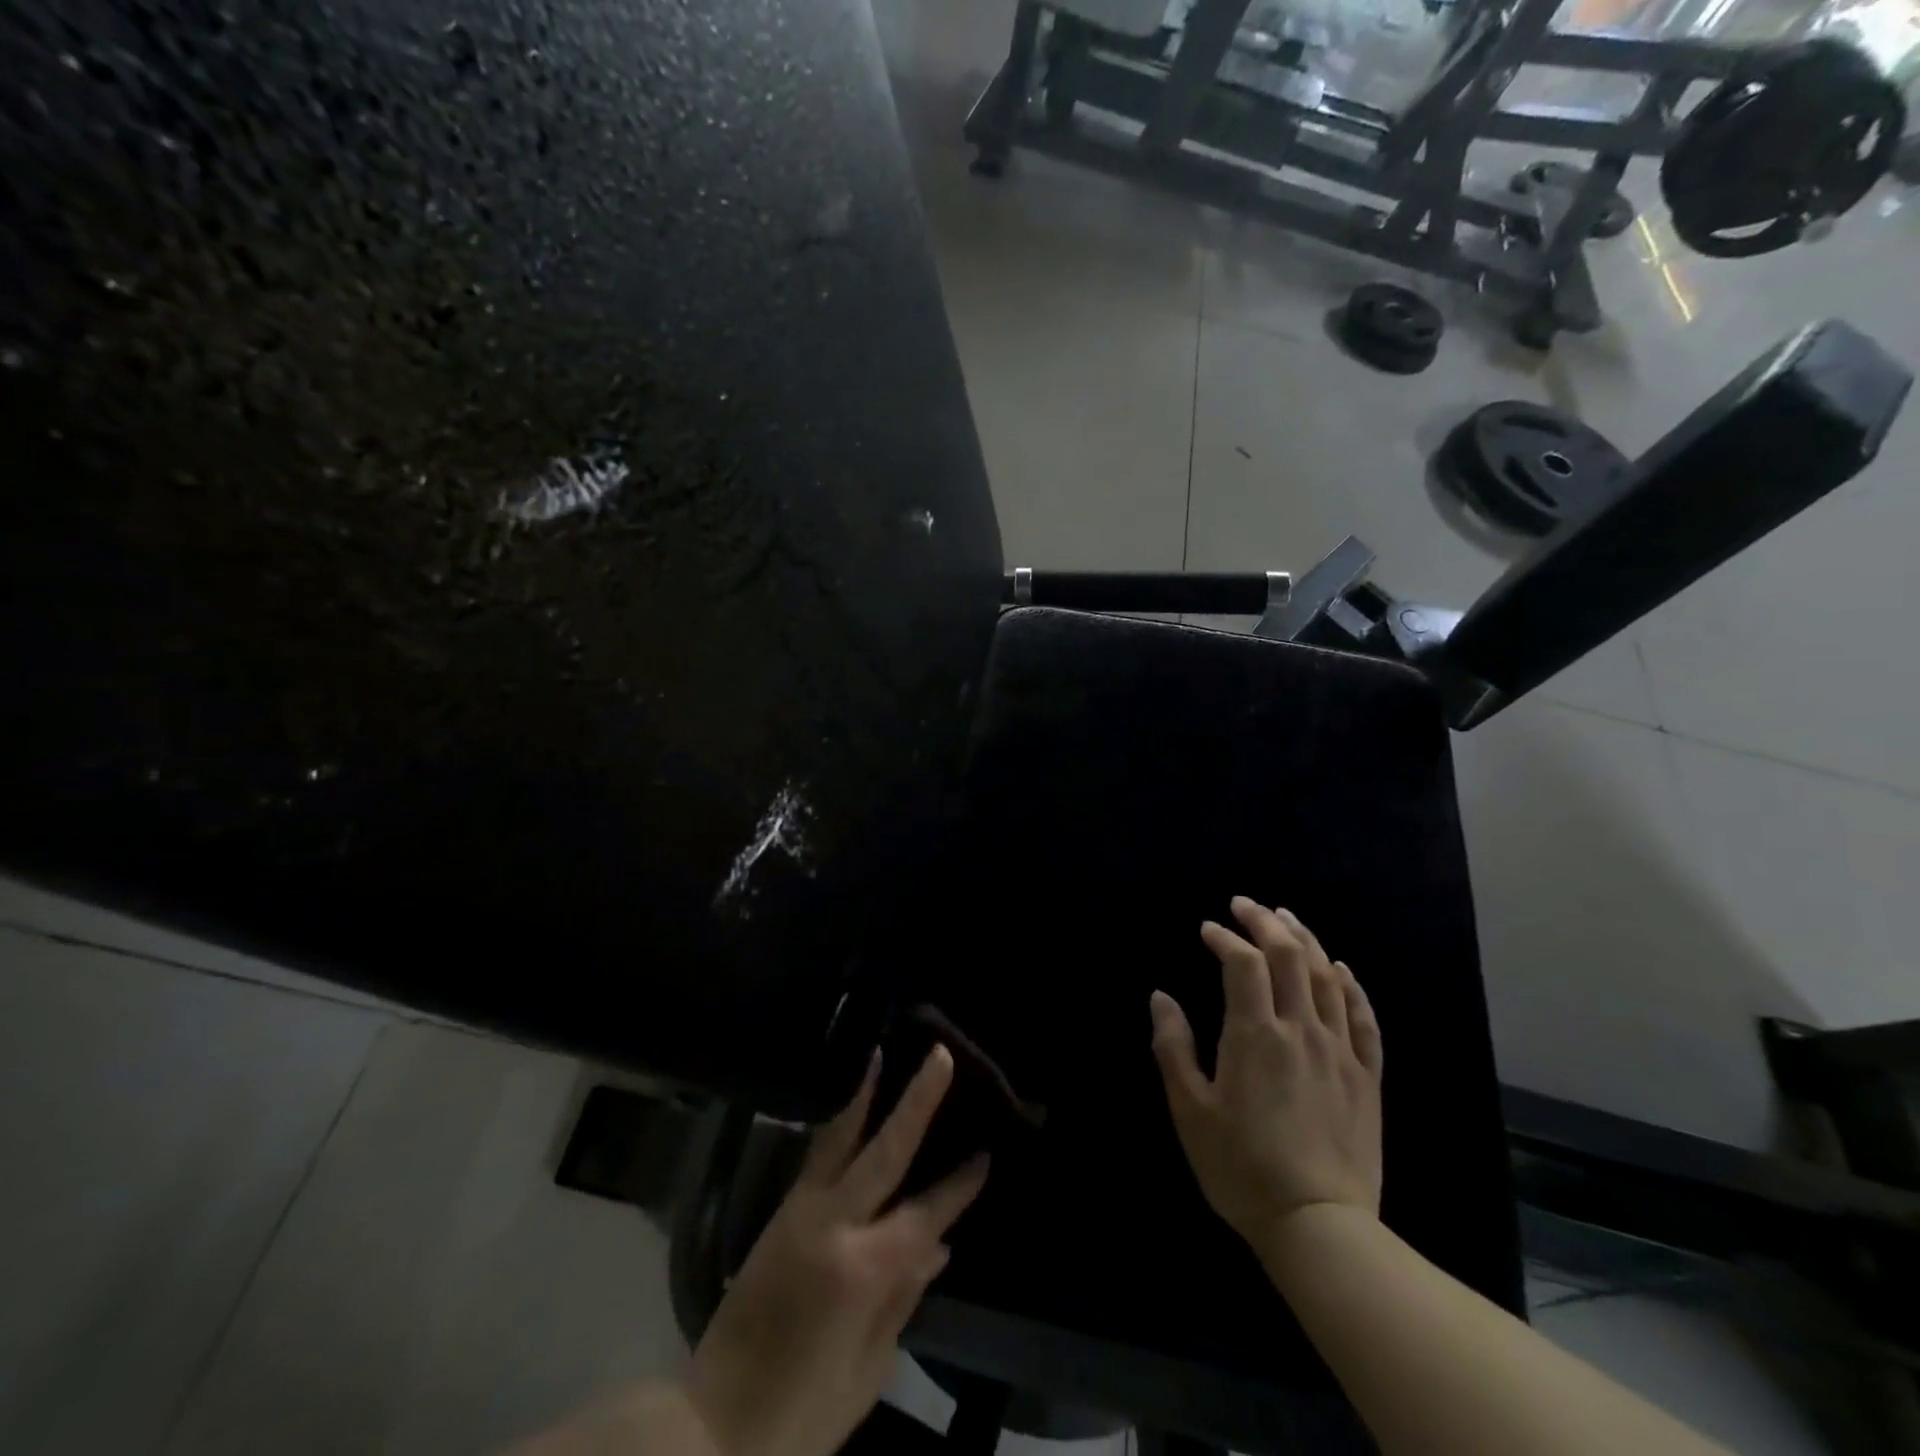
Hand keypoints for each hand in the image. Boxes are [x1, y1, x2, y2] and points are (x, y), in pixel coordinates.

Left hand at [686, 1047, 988, 1455]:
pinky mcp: (778, 1214)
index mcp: (862, 1270)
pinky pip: (814, 1157)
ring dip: (863, 1094)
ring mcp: (800, 1213)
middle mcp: (832, 1224)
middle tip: (941, 1056)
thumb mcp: (867, 1371)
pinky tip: (847, 1104)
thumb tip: (939, 1245)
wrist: (712, 1425)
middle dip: (917, 1102)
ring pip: (839, 1138)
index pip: (924, 1214)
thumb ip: (904, 1298)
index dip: (957, 1187)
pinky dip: (835, 1124)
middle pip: (885, 1150)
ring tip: (879, 1051)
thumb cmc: (802, 1415)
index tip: (986, 1154)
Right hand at [1149, 896, 1383, 1247]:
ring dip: (1306, 940)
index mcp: (1255, 1034)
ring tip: (1287, 918)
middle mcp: (1300, 1029)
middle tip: (1245, 905)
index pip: (1242, 962)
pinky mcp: (1366, 1076)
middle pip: (1289, 955)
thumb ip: (1173, 1047)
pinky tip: (1340, 969)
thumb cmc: (1241, 1167)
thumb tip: (1161, 997)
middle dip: (1265, 921)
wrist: (1319, 1227)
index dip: (1224, 937)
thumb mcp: (1190, 1110)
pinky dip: (1352, 985)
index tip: (1207, 929)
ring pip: (1328, 977)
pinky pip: (1364, 1018)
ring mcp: (1339, 1051)